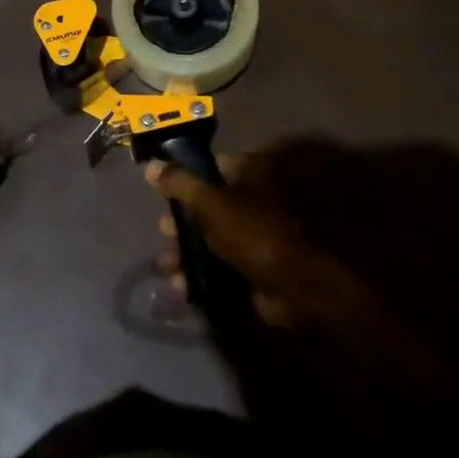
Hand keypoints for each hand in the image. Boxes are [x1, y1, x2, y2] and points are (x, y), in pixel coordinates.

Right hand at [145, 141, 458, 426]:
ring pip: (218, 239)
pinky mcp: (268, 269)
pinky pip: (229, 267)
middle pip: (212, 206)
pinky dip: (208, 277)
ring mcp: (265, 235)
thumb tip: (151, 167)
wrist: (308, 290)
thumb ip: (181, 186)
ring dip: (190, 254)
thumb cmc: (259, 233)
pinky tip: (186, 290)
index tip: (161, 195)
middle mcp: (261, 199)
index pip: (213, 167)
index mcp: (254, 173)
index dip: (185, 179)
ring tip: (167, 270)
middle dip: (183, 224)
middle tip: (162, 237)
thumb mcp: (212, 205)